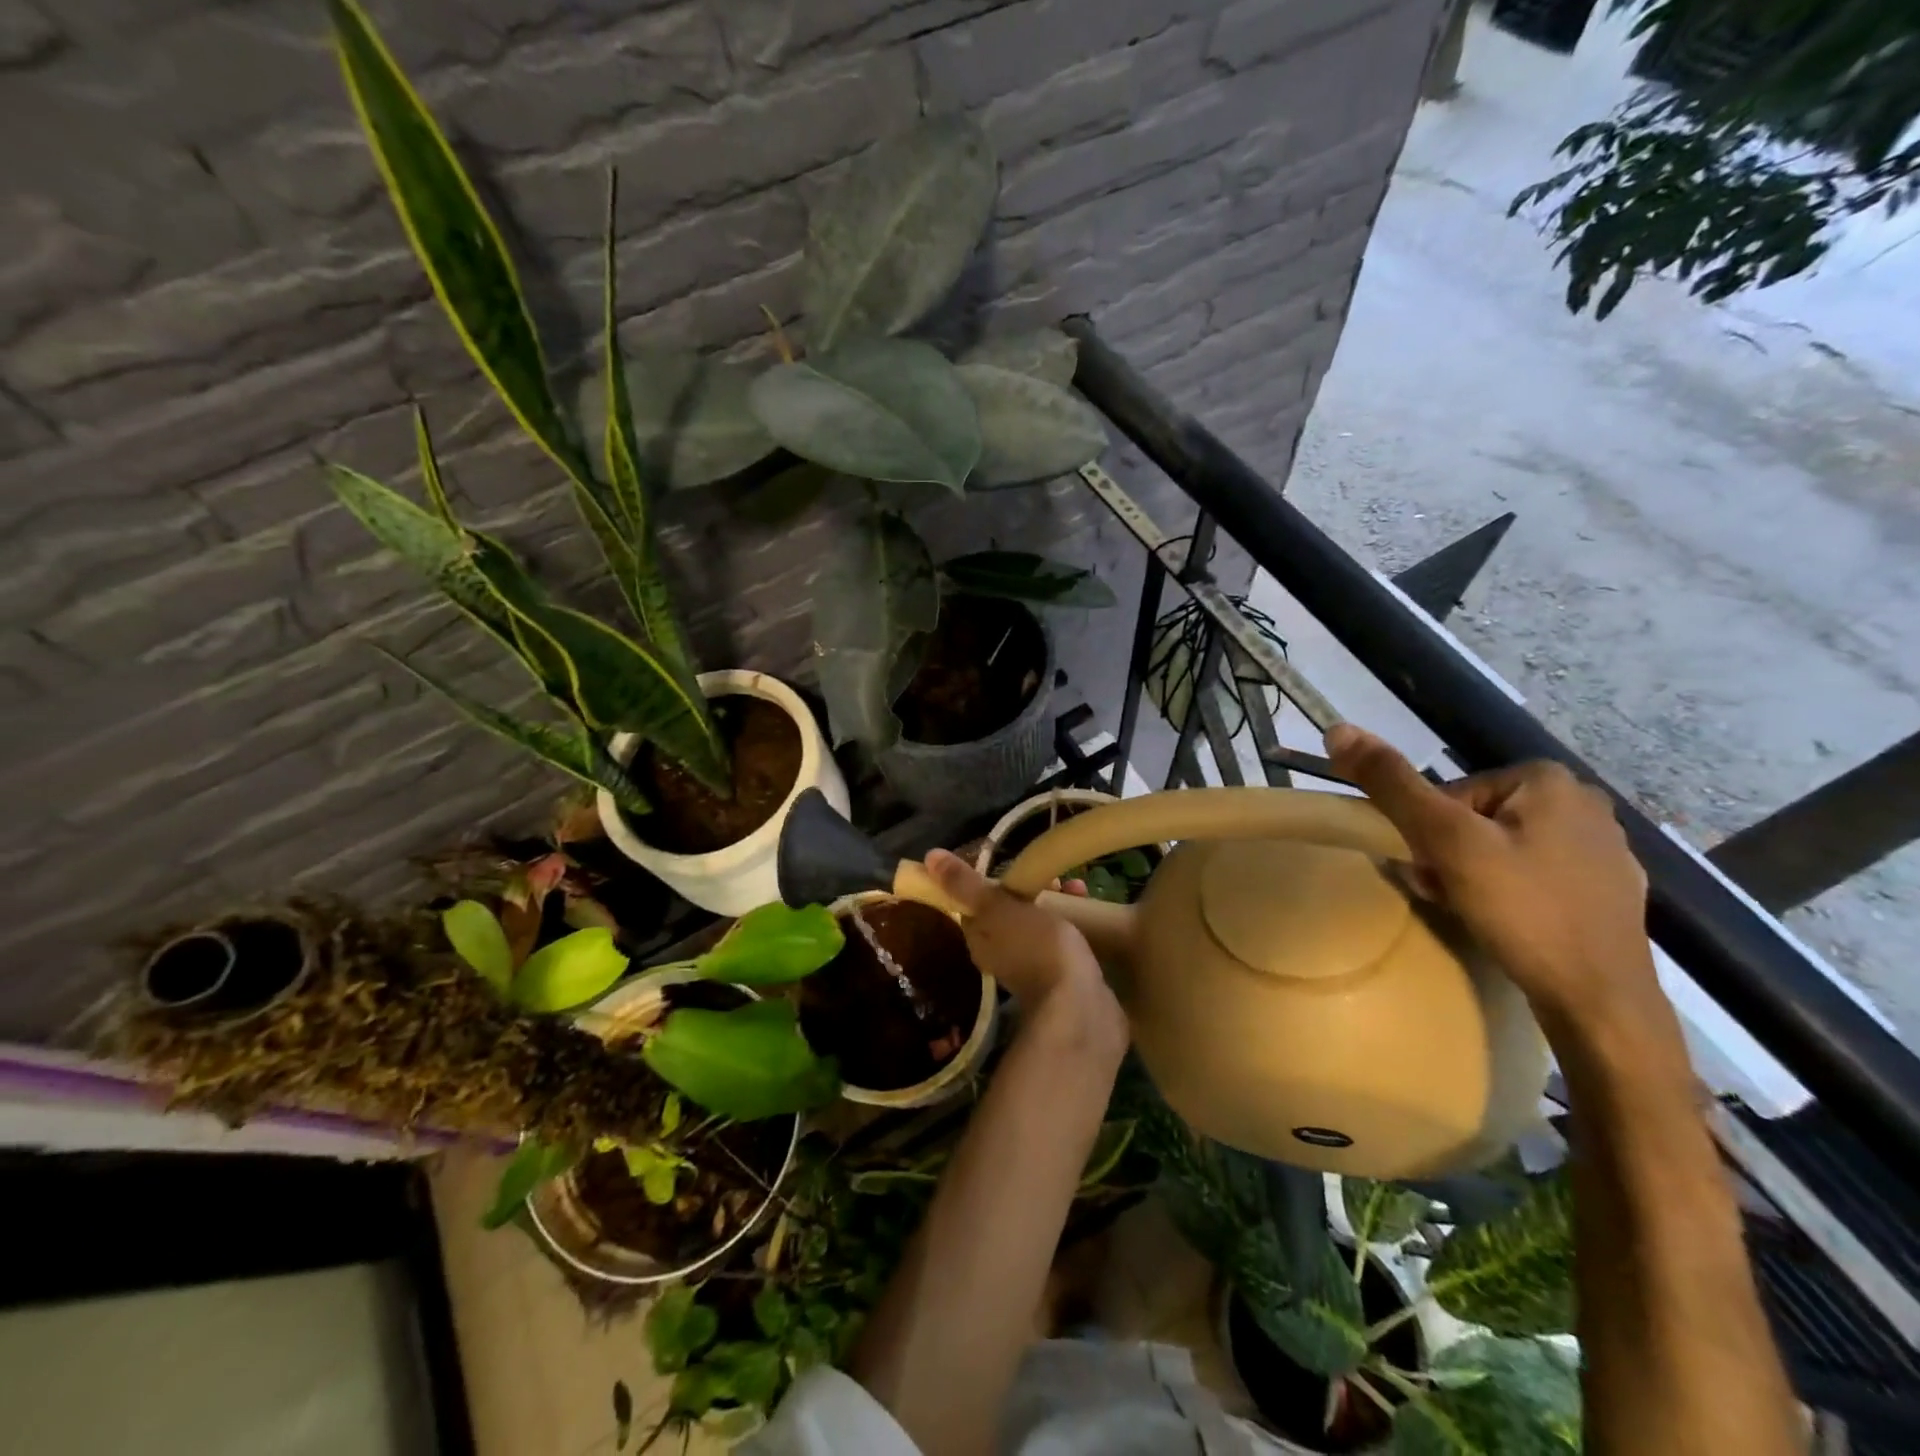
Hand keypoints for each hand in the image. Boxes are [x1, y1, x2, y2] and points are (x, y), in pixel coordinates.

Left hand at [923, 849, 1126, 1057]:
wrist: (1078, 1005)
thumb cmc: (1035, 948)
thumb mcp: (998, 908)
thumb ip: (966, 884)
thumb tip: (930, 857)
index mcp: (979, 937)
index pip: (979, 901)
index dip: (999, 880)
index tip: (1021, 866)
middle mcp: (998, 953)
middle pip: (1010, 910)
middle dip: (1034, 889)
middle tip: (1056, 878)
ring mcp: (1029, 967)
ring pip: (1037, 923)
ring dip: (1055, 902)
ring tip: (1078, 889)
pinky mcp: (1057, 975)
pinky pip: (1058, 939)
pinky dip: (1070, 921)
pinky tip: (1088, 912)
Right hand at [1325, 724, 1657, 1025]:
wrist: (1600, 1001)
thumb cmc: (1522, 909)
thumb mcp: (1446, 841)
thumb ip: (1392, 784)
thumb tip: (1338, 729)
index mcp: (1548, 780)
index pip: (1451, 795)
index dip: (1428, 834)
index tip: (1432, 871)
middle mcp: (1584, 803)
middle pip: (1476, 819)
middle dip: (1449, 855)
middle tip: (1446, 894)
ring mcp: (1604, 849)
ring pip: (1503, 847)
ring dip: (1472, 874)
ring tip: (1471, 910)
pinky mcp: (1609, 890)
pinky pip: (1535, 874)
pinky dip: (1510, 892)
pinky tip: (1507, 922)